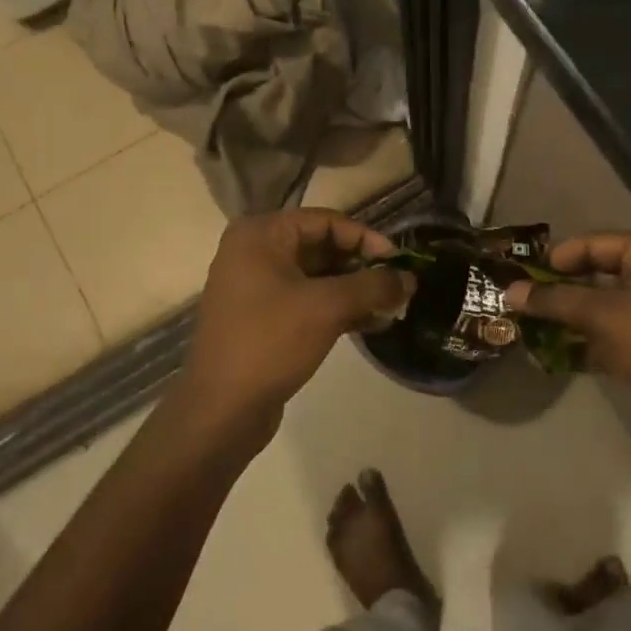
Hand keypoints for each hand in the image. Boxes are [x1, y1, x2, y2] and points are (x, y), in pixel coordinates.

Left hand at [174, 209, 414, 452]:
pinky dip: (339, 308)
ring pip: (318, 277)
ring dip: (355, 290)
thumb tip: (410, 279)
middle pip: (323, 247)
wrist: (221, 409)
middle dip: (363, 267)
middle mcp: (255, 252)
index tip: (399, 262)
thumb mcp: (327, 307)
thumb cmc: (270, 342)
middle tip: (398, 287)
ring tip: (392, 308)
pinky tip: (372, 324)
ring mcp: (257, 286)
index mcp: (261, 235)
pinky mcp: (263, 318)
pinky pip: (308, 301)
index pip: (326, 221)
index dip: (366, 239)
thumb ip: (373, 286)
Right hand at [505, 231, 630, 446]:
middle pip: (600, 272)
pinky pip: (616, 332)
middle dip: (561, 290)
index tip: (521, 277)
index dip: (558, 258)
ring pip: (606, 305)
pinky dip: (589, 341)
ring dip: (571, 318)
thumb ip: (556, 301)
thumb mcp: (604, 317)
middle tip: (522, 302)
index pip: (596, 242)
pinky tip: (556, 356)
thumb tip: (510, 292)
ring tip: (530, 328)